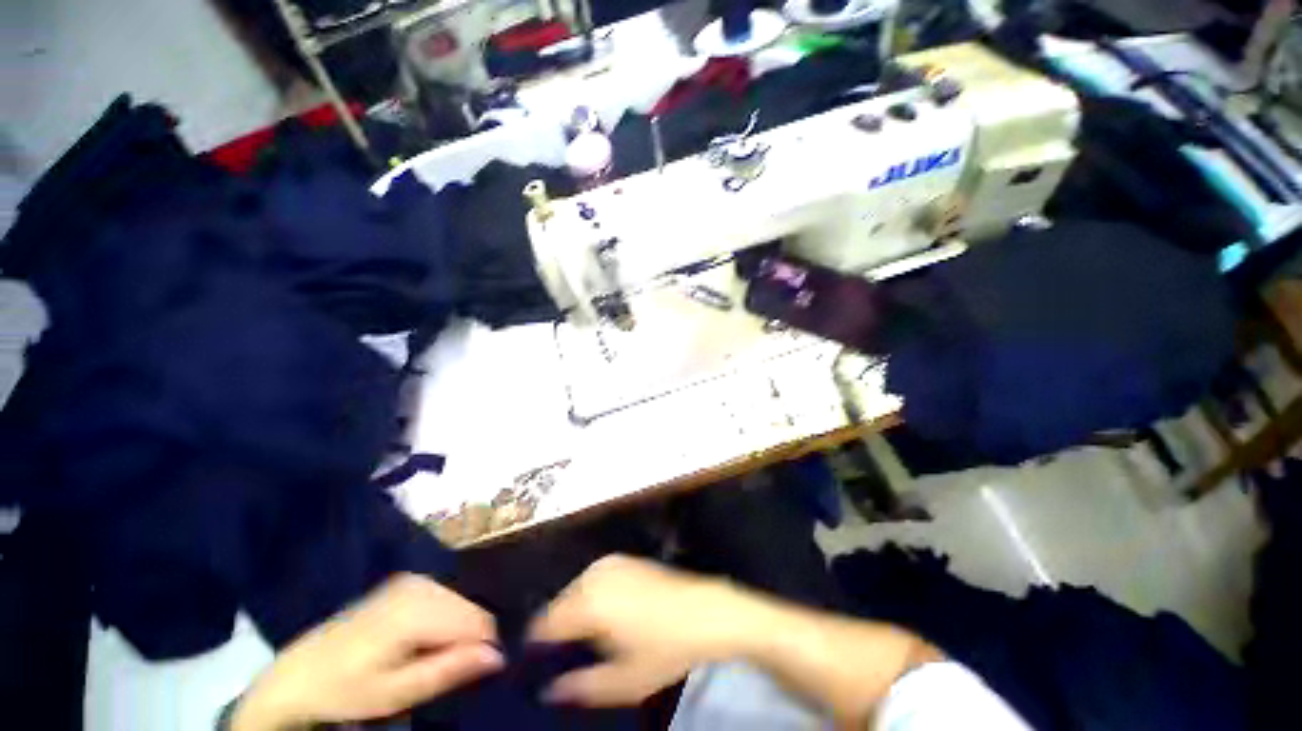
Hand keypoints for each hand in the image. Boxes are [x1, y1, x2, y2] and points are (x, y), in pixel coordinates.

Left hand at [232, 574, 503, 730]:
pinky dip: (444, 620)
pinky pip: (446, 597)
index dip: (482, 648)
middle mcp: (421, 585)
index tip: (471, 674)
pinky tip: (421, 641)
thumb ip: (448, 670)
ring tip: (428, 658)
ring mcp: (414, 579)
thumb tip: (498, 656)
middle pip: (470, 609)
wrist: (300, 672)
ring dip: (455, 630)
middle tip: (443, 671)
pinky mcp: (409, 581)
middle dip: (468, 638)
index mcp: (416, 611)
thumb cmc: (347, 689)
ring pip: (460, 603)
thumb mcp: (396, 692)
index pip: (478, 621)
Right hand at [528, 555, 940, 725]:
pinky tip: (607, 620)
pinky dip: (591, 599)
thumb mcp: (623, 681)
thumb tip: (547, 690)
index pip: (544, 625)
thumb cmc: (668, 648)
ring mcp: (611, 562)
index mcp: (589, 601)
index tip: (535, 671)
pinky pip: (594, 580)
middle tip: (565, 662)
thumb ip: (580, 687)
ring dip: (575, 615)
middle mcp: (595, 573)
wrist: (710, 609)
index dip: (536, 650)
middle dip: (557, 631)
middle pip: (559, 605)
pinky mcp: (626, 559)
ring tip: (588, 643)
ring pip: (576, 591)